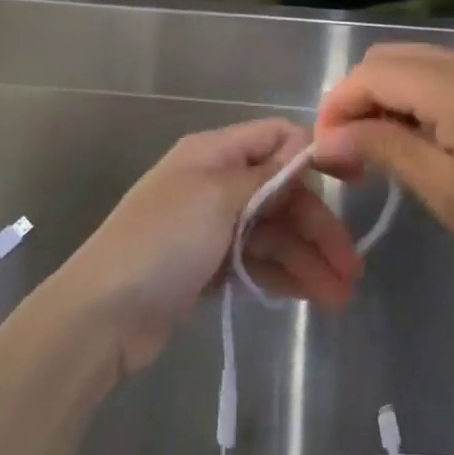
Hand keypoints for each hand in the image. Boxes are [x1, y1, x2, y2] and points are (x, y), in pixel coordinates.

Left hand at [53, 120, 363, 374]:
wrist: (101, 316)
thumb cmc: (161, 243)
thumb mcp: (216, 198)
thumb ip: (266, 174)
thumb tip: (306, 143)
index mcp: (213, 154)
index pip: (276, 138)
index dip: (314, 156)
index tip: (353, 185)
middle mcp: (216, 184)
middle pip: (282, 194)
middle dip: (318, 227)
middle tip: (352, 268)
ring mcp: (213, 228)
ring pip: (274, 234)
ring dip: (308, 260)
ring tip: (341, 296)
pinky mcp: (210, 267)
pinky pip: (258, 262)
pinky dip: (284, 275)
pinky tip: (312, 296)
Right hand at [312, 46, 453, 294]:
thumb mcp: (447, 191)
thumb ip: (383, 150)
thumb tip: (326, 138)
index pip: (371, 73)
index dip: (337, 108)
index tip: (325, 156)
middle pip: (391, 59)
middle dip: (358, 100)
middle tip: (352, 158)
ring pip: (418, 65)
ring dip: (388, 100)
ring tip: (383, 156)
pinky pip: (448, 78)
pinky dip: (420, 101)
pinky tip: (426, 144)